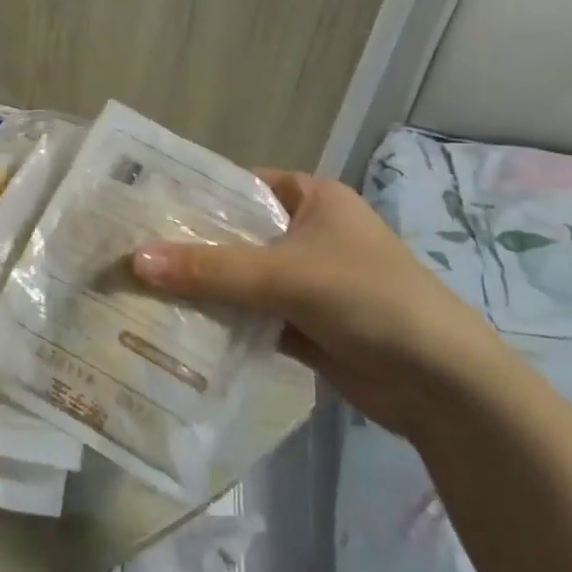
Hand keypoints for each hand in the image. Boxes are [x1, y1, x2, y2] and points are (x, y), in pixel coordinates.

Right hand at [132, 172, 506, 440]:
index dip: (192, 194)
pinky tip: (174, 324)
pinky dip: (220, 320)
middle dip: (188, 246)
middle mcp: (306, 232)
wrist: (443, 386)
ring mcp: (305, 280)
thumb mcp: (284, 275)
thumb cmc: (368, 300)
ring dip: (201, 286)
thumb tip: (134, 260)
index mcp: (311, 198)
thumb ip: (210, 269)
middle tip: (127, 249)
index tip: (141, 206)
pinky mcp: (303, 323)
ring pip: (239, 276)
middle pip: (234, 233)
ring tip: (138, 287)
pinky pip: (249, 313)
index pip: (237, 185)